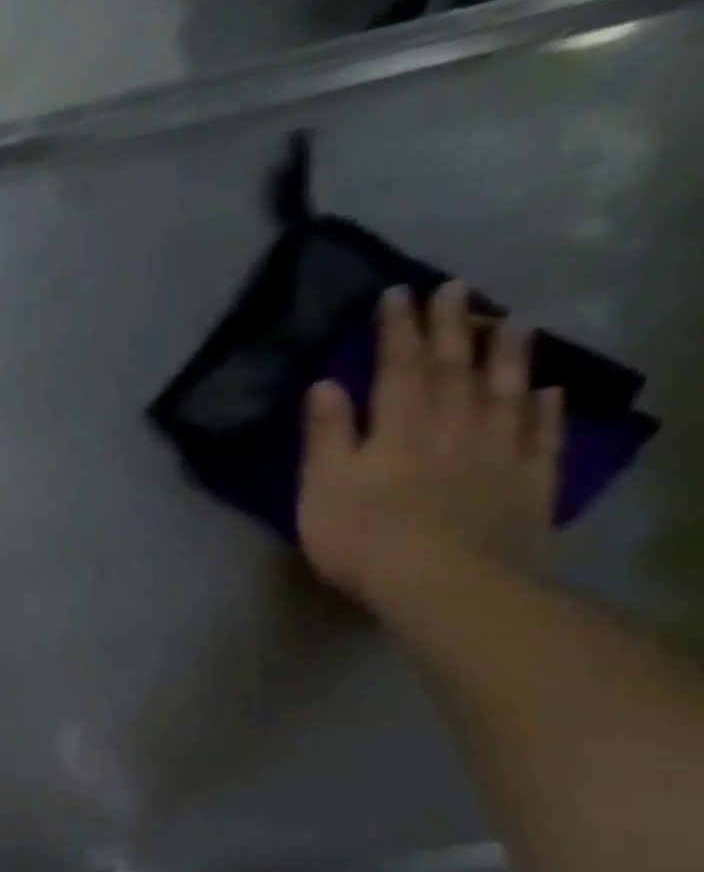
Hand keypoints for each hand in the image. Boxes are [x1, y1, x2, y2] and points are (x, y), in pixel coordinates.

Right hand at [298, 281, 563, 611]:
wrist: (444, 583)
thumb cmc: (363, 536)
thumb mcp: (323, 486)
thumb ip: (327, 435)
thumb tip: (326, 384)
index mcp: (397, 427)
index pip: (396, 367)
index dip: (396, 330)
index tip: (397, 293)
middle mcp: (452, 426)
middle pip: (453, 368)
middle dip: (450, 327)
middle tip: (455, 289)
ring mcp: (497, 452)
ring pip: (504, 391)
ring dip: (506, 354)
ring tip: (511, 321)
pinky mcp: (528, 482)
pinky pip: (541, 434)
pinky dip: (544, 408)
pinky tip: (547, 390)